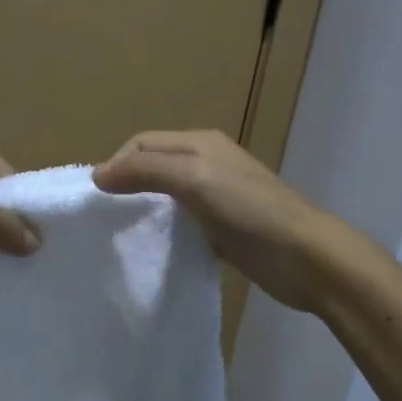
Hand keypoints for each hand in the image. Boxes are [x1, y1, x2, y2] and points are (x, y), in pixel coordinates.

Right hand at [94, 130, 334, 310]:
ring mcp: (216, 197)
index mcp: (199, 143)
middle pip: (152, 166)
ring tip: (122, 231)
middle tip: (104, 215)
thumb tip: (98, 175)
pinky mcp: (221, 229)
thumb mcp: (193, 177)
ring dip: (143, 208)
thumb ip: (145, 170)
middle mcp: (206, 163)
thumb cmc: (248, 209)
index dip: (116, 164)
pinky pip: (181, 223)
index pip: (142, 143)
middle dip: (126, 184)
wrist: (304, 257)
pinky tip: (153, 247)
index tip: (97, 198)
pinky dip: (163, 230)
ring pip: (165, 196)